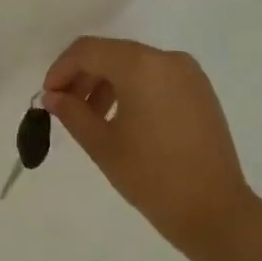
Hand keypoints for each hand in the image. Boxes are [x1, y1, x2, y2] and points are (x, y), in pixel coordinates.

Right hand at [43, 36, 252, 257]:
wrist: (213, 209)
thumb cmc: (151, 176)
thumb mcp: (102, 144)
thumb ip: (72, 113)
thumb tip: (53, 96)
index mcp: (141, 66)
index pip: (88, 51)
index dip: (60, 69)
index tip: (48, 97)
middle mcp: (167, 59)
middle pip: (111, 53)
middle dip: (82, 76)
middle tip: (64, 107)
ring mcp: (188, 74)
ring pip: (133, 64)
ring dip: (106, 83)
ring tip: (92, 118)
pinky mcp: (200, 91)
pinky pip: (155, 76)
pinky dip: (132, 88)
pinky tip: (122, 119)